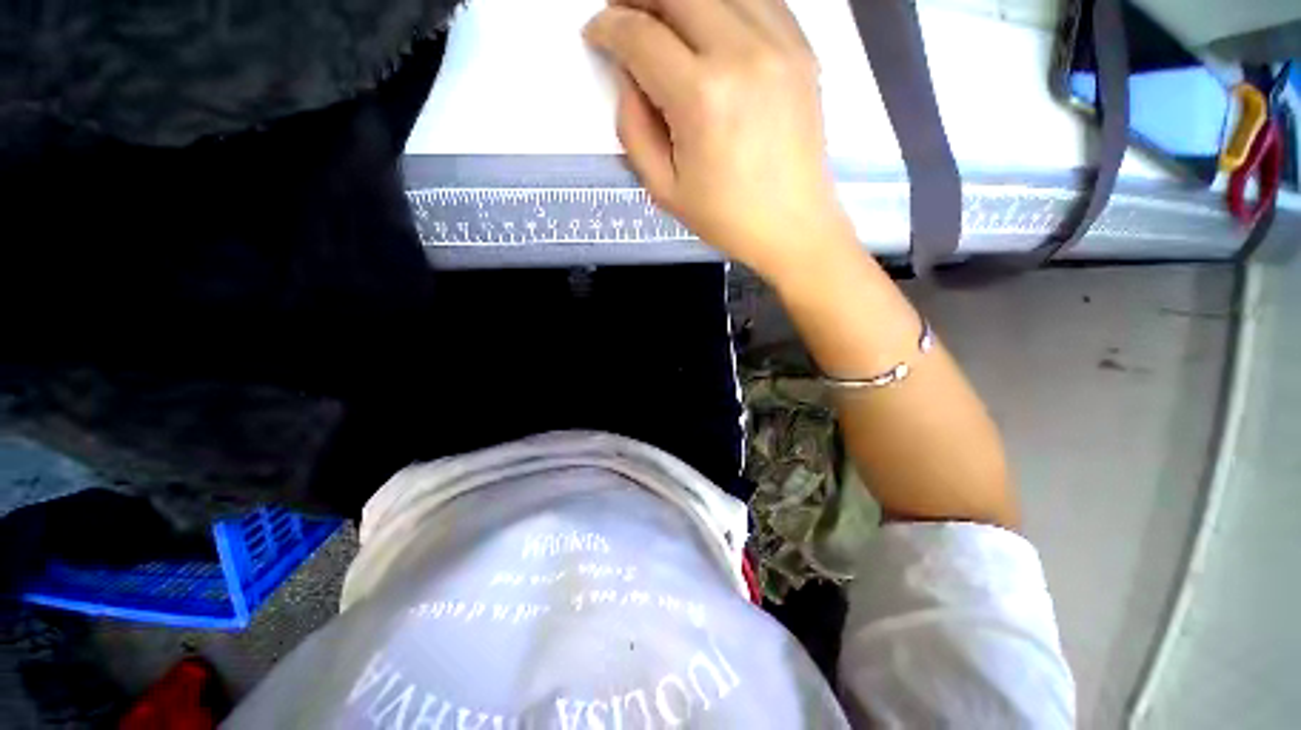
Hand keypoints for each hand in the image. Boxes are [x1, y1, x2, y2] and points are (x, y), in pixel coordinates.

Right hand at [584, 0, 854, 279]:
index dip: (609, 27)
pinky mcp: (801, 48)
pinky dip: (723, 2)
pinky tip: (708, 23)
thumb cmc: (726, 217)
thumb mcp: (663, 189)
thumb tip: (627, 74)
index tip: (597, 33)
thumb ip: (633, 128)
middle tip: (623, 15)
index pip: (641, 36)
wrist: (792, 225)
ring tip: (662, 18)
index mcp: (701, 98)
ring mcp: (779, 45)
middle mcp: (742, 54)